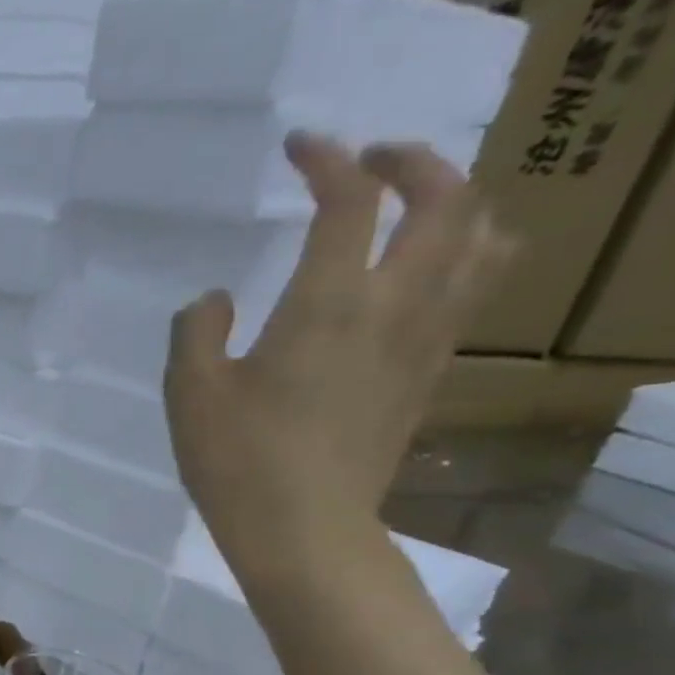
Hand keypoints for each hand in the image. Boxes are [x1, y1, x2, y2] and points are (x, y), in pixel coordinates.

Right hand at [164, 133, 512, 593]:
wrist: (305, 527)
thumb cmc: (238, 459)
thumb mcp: (189, 392)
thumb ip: (196, 330)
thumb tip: (217, 299)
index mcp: (328, 303)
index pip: (349, 202)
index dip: (327, 161)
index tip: (300, 146)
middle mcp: (395, 305)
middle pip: (447, 201)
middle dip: (413, 163)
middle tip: (370, 162)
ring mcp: (426, 338)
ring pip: (484, 239)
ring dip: (457, 203)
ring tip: (415, 206)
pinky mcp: (431, 372)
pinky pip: (473, 288)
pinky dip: (461, 253)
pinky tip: (420, 270)